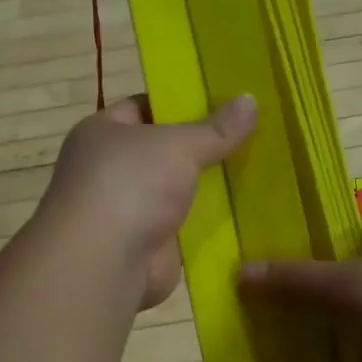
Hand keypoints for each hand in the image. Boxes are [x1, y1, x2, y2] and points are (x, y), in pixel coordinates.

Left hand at [40, 93, 257, 308]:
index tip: (224, 101)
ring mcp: (129, 210)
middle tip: (252, 135)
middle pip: (163, 151)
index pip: (143, 108)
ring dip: (209, 187)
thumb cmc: (130, 185)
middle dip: (202, 147)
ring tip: (259, 170)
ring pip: (177, 191)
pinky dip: (210, 223)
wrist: (106, 263)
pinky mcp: (148, 245)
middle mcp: (110, 170)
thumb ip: (216, 128)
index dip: (180, 103)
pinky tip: (247, 212)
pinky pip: (185, 227)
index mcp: (102, 133)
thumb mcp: (178, 145)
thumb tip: (250, 99)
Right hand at [240, 223, 361, 361]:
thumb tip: (239, 272)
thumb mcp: (346, 287)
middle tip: (269, 320)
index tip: (270, 279)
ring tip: (286, 351)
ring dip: (335, 338)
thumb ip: (294, 280)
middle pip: (349, 283)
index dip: (306, 255)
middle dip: (315, 303)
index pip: (341, 239)